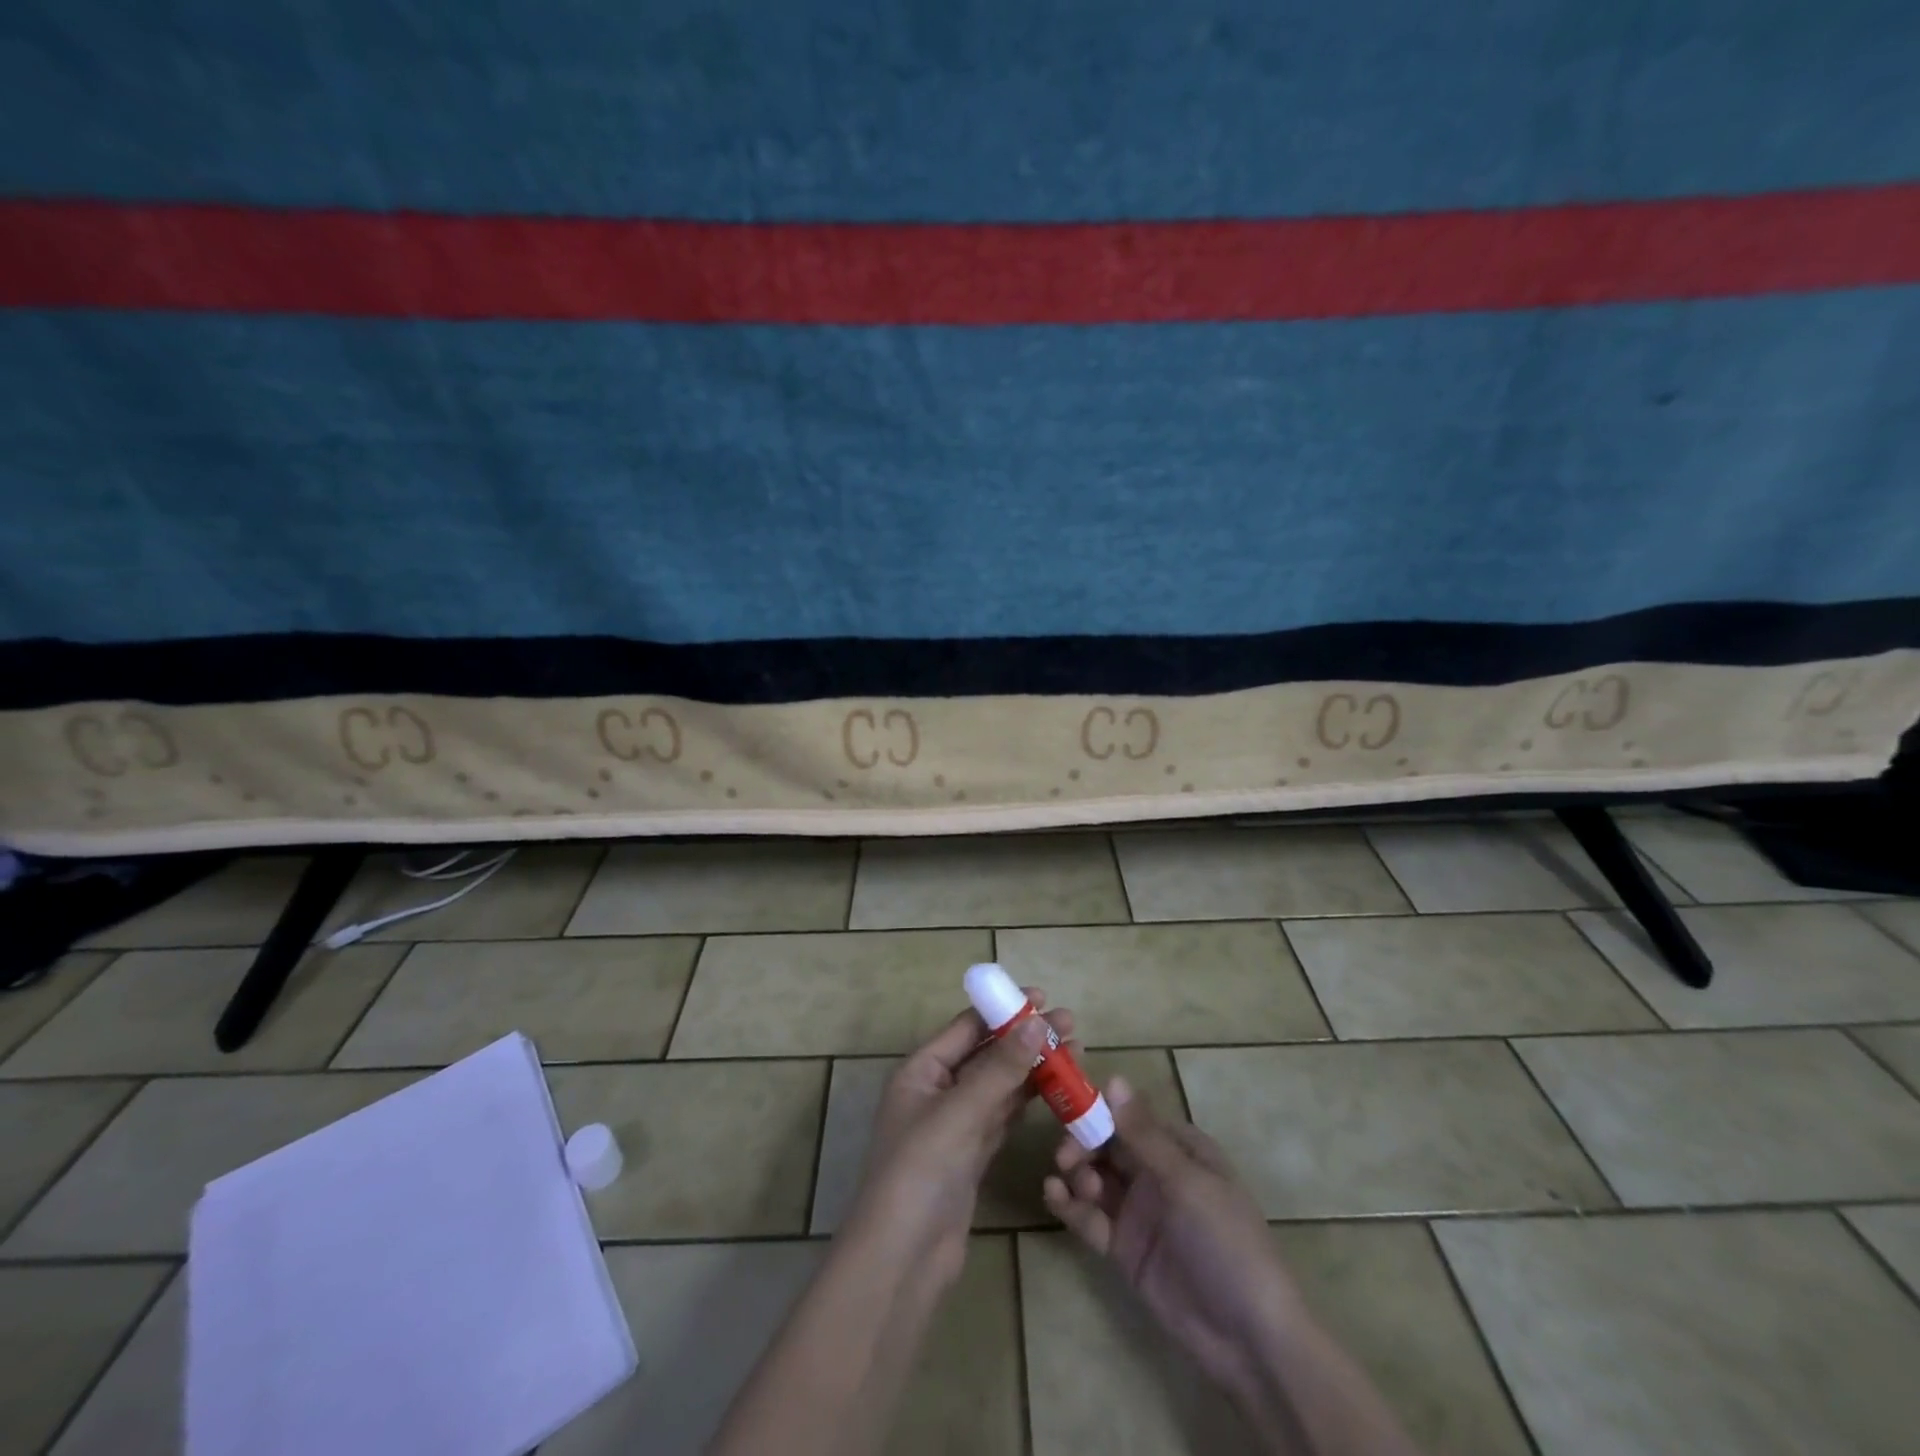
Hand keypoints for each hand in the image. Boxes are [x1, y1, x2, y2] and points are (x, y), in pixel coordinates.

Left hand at [844, 991, 1070, 1288]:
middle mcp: (937, 1091)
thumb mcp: (960, 1113)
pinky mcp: (972, 1156)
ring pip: (999, 1086)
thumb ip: (1000, 1068)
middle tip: (1071, 1025)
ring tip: (1074, 1051)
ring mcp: (955, 1125)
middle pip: (987, 1054)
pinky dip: (1029, 1102)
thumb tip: (1036, 1022)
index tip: (1043, 997)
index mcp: (921, 1071)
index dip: (1004, 1011)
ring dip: (1033, 1069)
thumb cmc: (919, 1172)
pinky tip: (1056, 1090)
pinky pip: (1004, 1117)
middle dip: (1026, 1039)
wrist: (901, 1261)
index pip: (966, 1028)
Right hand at [1043, 1076, 1305, 1400]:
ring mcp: (1139, 1210)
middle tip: (1066, 1157)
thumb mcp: (1187, 1183)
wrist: (1248, 1339)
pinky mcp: (1124, 1247)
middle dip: (1082, 1143)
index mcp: (1180, 1148)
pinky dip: (1069, 1204)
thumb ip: (1143, 1134)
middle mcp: (1156, 1172)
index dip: (1099, 1109)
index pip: (1131, 1115)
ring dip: (1078, 1173)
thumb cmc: (1226, 1242)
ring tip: (1080, 1188)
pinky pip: (1090, 1217)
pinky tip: (1053, 1196)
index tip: (1069, 1107)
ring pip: (1095, 1177)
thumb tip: (1113, 1079)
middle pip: (1107, 1143)